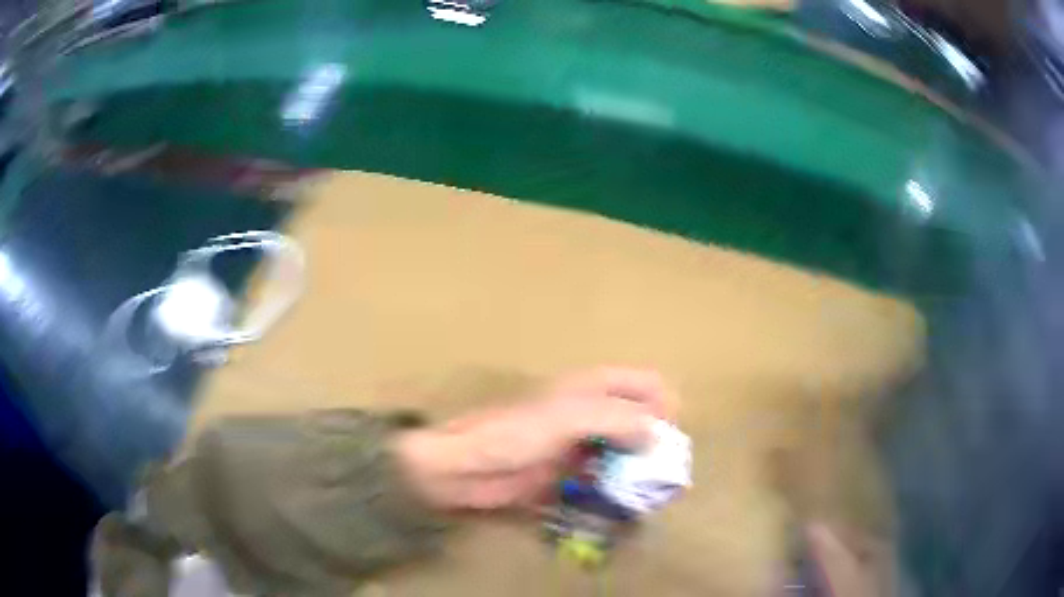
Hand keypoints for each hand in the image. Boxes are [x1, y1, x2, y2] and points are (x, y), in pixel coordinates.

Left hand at [395, 367, 671, 509]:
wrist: (464, 469)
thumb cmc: (513, 435)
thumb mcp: (567, 418)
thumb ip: (616, 420)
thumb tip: (657, 435)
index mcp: (593, 388)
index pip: (647, 384)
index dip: (664, 406)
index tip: (667, 439)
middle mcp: (592, 414)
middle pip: (641, 421)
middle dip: (656, 446)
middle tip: (662, 476)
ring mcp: (581, 446)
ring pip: (625, 453)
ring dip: (639, 473)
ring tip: (647, 497)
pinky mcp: (569, 475)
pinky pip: (605, 480)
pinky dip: (617, 491)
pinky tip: (620, 507)